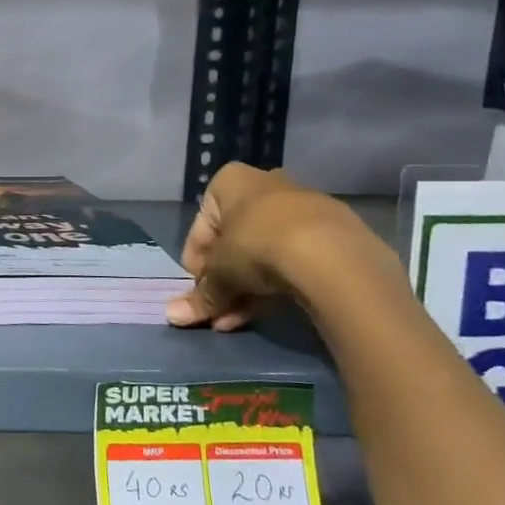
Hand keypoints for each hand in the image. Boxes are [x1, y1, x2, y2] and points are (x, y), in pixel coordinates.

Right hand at [166, 162, 358, 330]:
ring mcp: (303, 208)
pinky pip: (293, 259)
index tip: (199, 289)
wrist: (332, 255)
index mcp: (231, 182)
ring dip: (245, 288)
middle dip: (223, 280)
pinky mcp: (333, 233)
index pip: (201, 226)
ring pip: (263, 252)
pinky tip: (267, 311)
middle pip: (234, 240)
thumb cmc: (256, 247)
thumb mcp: (219, 274)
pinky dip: (276, 283)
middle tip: (215, 310)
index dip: (196, 262)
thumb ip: (199, 295)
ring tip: (235, 322)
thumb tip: (170, 316)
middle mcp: (266, 186)